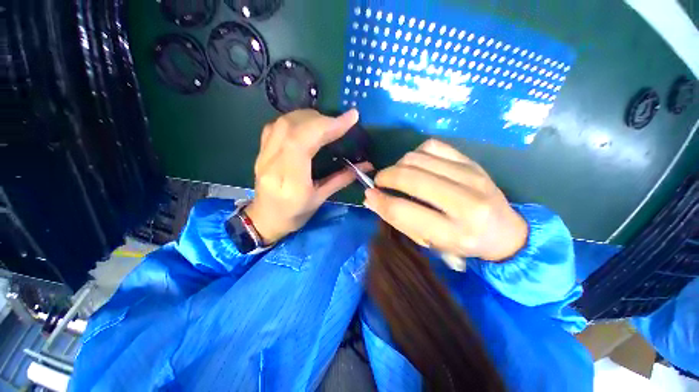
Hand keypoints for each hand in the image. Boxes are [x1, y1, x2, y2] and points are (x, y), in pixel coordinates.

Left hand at [245, 109, 372, 243]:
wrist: (265, 219)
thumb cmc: (294, 215)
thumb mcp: (320, 199)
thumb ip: (341, 179)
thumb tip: (366, 165)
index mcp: (289, 181)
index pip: (304, 143)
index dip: (327, 126)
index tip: (350, 118)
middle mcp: (272, 163)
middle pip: (293, 128)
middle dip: (321, 120)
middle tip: (339, 123)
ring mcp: (263, 155)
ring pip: (283, 123)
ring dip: (308, 117)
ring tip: (325, 123)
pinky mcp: (261, 150)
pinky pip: (275, 126)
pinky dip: (294, 120)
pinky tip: (306, 126)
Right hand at [363, 139, 526, 261]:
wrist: (504, 231)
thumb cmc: (462, 243)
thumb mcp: (429, 241)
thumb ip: (399, 221)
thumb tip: (372, 199)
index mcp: (454, 232)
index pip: (404, 211)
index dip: (380, 201)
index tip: (369, 194)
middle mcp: (466, 202)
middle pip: (410, 177)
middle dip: (385, 176)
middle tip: (379, 182)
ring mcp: (471, 175)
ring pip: (417, 158)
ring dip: (399, 165)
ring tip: (398, 175)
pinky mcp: (472, 161)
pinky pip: (432, 146)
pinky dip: (416, 153)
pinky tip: (417, 165)